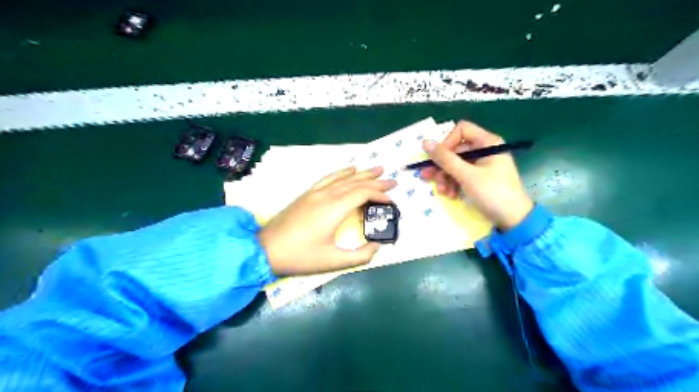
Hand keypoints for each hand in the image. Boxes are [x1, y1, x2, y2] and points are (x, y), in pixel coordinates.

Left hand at [259, 166, 395, 274]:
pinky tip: (349, 169)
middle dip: (376, 181)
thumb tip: (377, 247)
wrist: (266, 249)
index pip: (363, 193)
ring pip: (343, 177)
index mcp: (335, 208)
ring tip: (377, 169)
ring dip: (362, 173)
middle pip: (356, 182)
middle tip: (392, 181)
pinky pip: (329, 177)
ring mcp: (315, 192)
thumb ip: (360, 256)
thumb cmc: (300, 256)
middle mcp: (327, 195)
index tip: (392, 202)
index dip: (380, 195)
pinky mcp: (307, 194)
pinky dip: (342, 172)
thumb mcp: (333, 261)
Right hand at [417, 119, 532, 228]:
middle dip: (442, 165)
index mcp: (487, 142)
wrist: (513, 220)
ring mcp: (481, 165)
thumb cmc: (492, 193)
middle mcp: (484, 150)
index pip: (461, 130)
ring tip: (442, 191)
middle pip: (455, 150)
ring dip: (445, 177)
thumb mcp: (466, 175)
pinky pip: (460, 175)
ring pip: (455, 164)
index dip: (447, 142)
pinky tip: (450, 195)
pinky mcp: (478, 178)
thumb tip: (425, 143)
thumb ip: (445, 159)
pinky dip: (453, 183)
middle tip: (428, 177)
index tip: (438, 159)